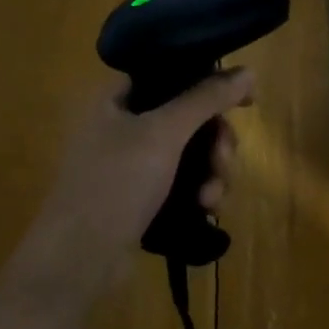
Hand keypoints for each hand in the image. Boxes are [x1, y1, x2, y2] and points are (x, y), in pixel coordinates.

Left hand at [12, 69, 254, 306]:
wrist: (80, 257)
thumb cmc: (116, 182)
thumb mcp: (164, 132)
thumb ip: (206, 98)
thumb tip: (248, 71)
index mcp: (117, 98)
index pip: (172, 74)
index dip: (211, 83)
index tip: (246, 103)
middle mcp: (122, 125)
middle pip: (188, 118)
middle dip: (215, 142)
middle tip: (224, 161)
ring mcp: (131, 164)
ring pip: (190, 154)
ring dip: (212, 172)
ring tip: (212, 198)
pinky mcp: (140, 197)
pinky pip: (182, 183)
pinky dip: (198, 192)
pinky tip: (206, 210)